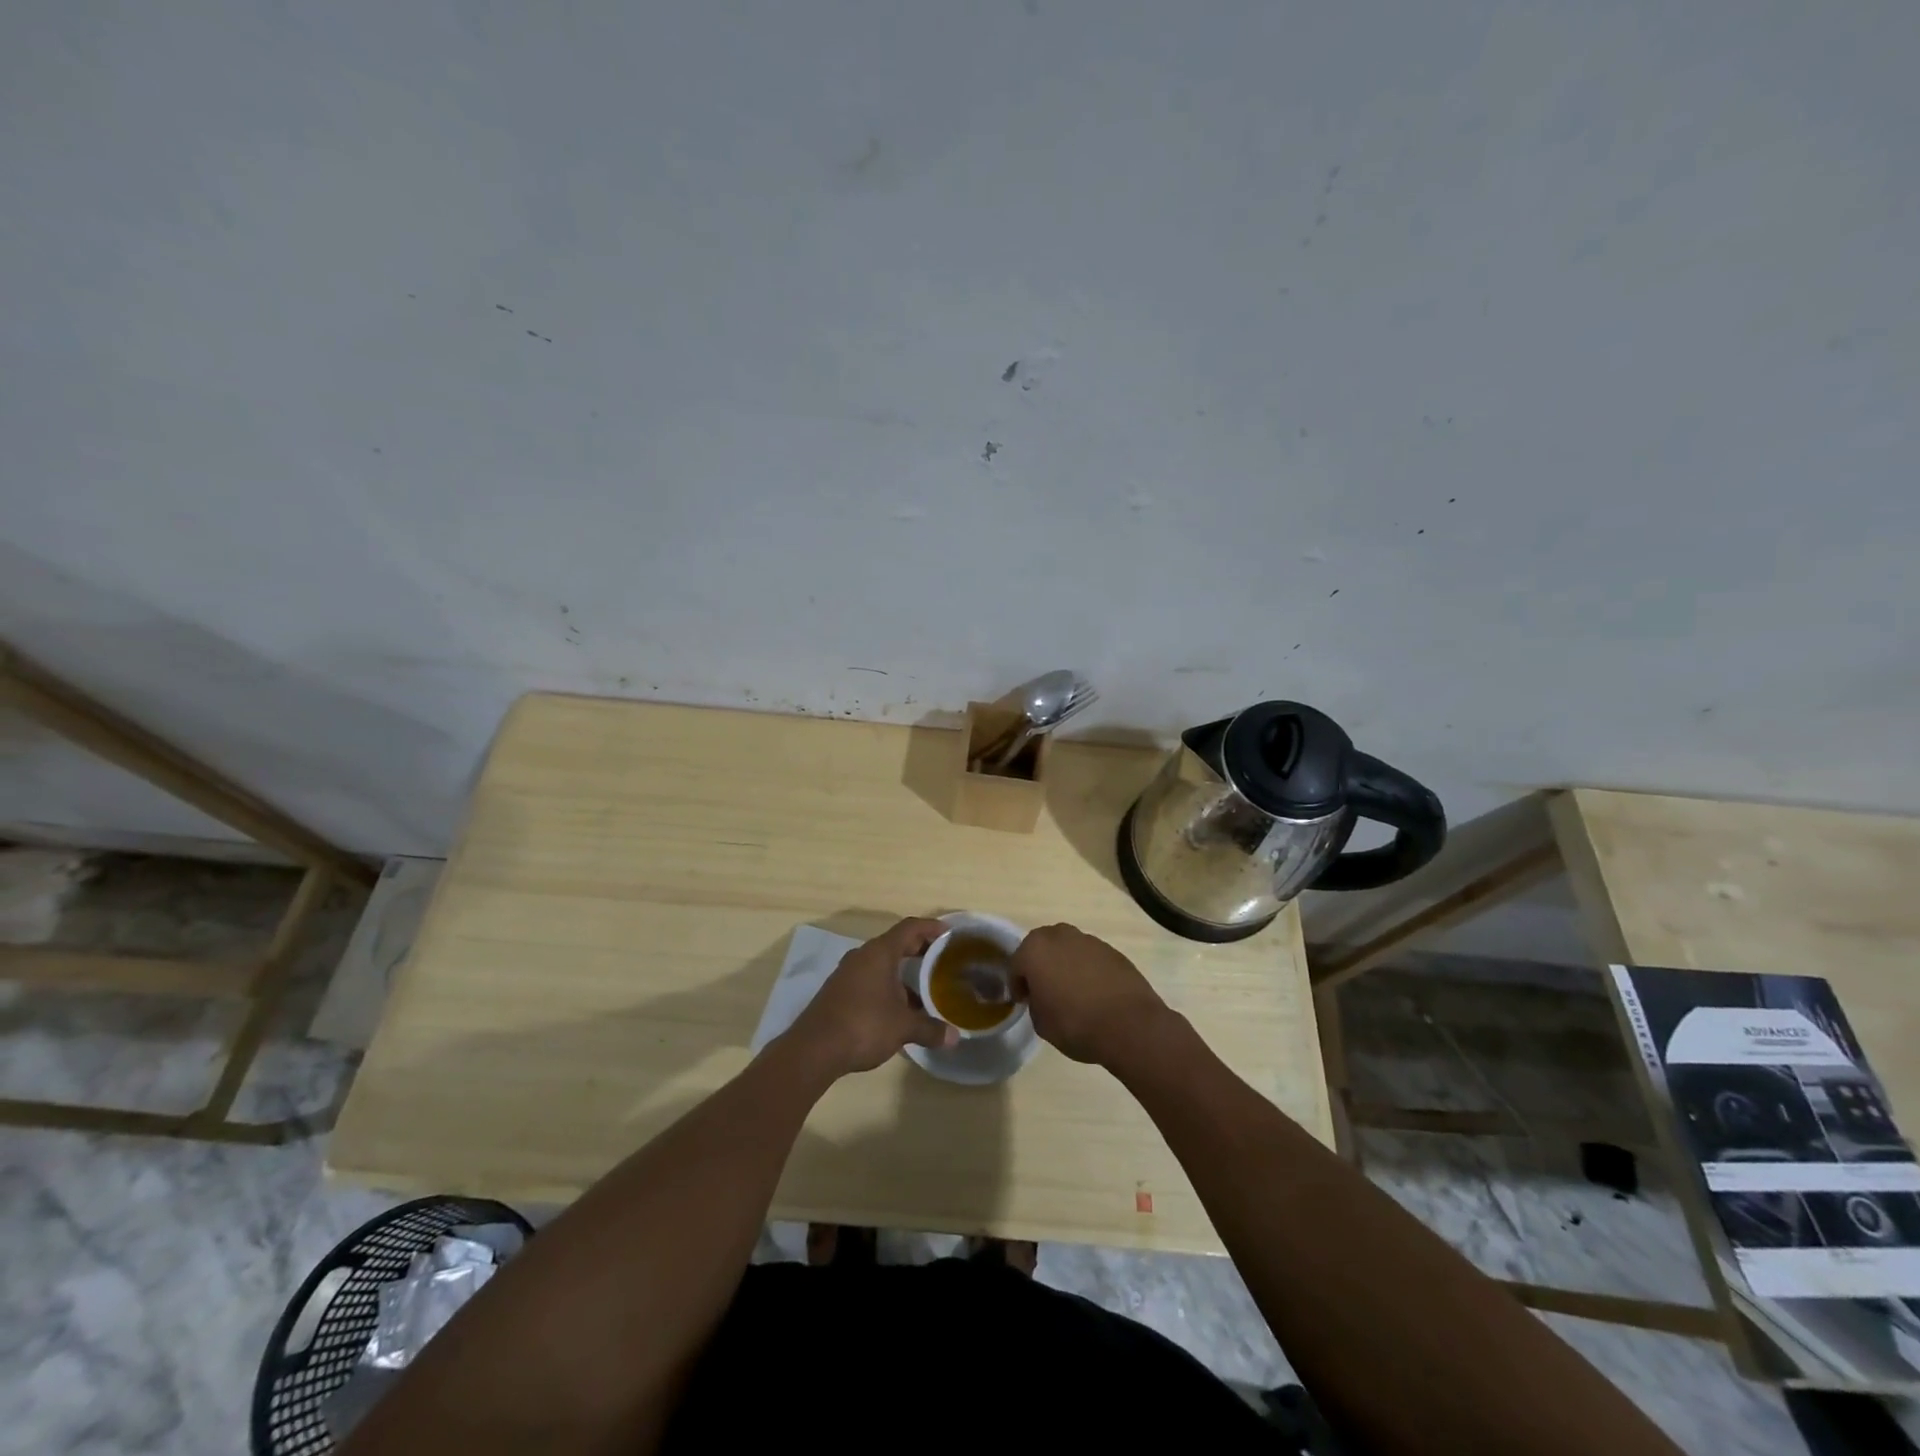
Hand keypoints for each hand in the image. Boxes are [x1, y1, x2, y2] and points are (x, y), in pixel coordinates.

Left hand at [783, 918, 956, 1076]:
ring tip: (924, 988)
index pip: (910, 928)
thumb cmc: (864, 1025)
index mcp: (880, 952)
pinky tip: (898, 1008)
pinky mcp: (839, 991)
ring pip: (882, 963)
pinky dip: (887, 985)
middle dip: (920, 950)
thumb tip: (954, 1037)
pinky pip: (870, 978)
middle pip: (896, 943)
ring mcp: (848, 973)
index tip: (949, 934)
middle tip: (942, 960)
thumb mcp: (903, 1027)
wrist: (814, 1049)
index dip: (931, 927)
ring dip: (903, 972)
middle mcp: (863, 955)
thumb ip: (930, 1029)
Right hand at [1011, 923, 1172, 1065]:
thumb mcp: (1041, 1023)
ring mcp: (1088, 940)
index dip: (1017, 984)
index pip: (1016, 964)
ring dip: (1064, 964)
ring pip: (1067, 949)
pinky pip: (1089, 957)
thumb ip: (1035, 1002)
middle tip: (1043, 990)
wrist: (1129, 1025)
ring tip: (1071, 991)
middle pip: (1041, 947)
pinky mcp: (1112, 950)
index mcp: (1035, 949)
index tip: (1022, 1001)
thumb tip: (1043, 996)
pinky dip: (1086, 969)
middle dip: (1039, 965)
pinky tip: (1093, 991)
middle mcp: (1060, 936)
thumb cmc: (1075, 1024)